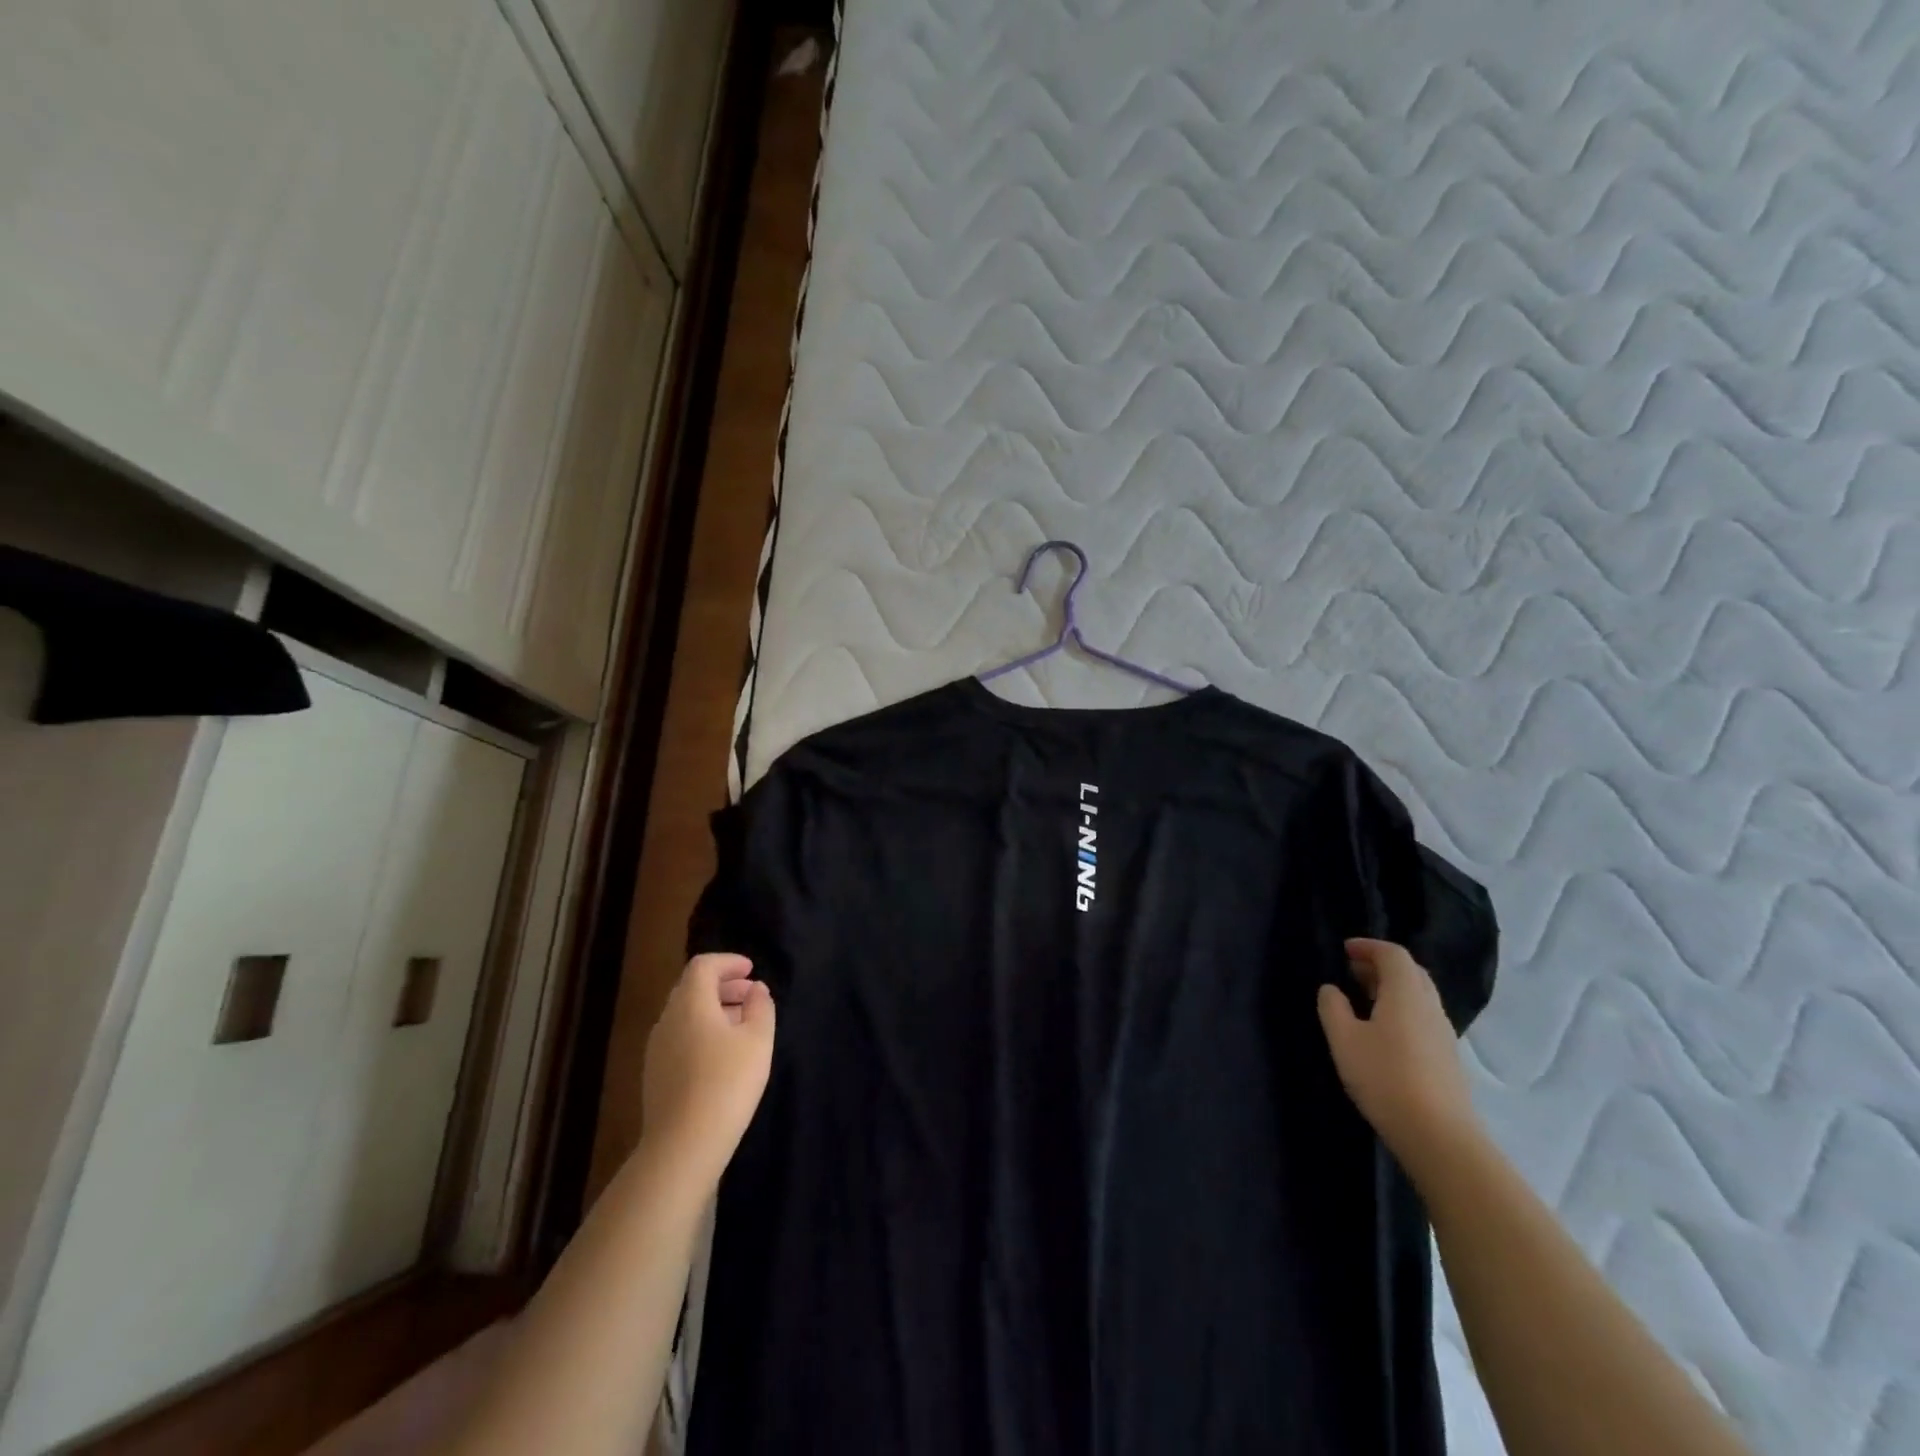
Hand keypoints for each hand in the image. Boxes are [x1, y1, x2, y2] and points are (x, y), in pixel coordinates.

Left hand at [641, 953, 774, 1185]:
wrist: (683, 1145)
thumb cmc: (727, 1082)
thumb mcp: (758, 1040)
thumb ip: (760, 1007)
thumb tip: (756, 990)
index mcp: (690, 1003)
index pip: (703, 966)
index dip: (728, 962)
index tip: (751, 970)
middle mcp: (668, 1020)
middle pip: (692, 988)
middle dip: (723, 985)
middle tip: (751, 995)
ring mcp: (657, 1049)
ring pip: (685, 1015)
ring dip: (713, 1010)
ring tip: (742, 1025)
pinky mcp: (655, 1075)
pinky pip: (680, 1037)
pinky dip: (702, 1031)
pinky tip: (722, 1055)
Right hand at [1317, 938, 1479, 1171]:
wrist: (1439, 1135)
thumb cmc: (1385, 1078)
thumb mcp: (1344, 1039)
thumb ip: (1333, 1007)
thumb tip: (1332, 989)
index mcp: (1406, 994)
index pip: (1393, 954)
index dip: (1368, 946)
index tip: (1345, 950)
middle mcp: (1430, 1007)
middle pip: (1411, 972)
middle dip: (1381, 965)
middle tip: (1352, 970)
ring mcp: (1444, 1033)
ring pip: (1419, 996)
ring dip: (1392, 988)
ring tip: (1363, 998)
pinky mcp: (1447, 1057)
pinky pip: (1423, 1017)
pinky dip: (1402, 1009)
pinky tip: (1383, 1030)